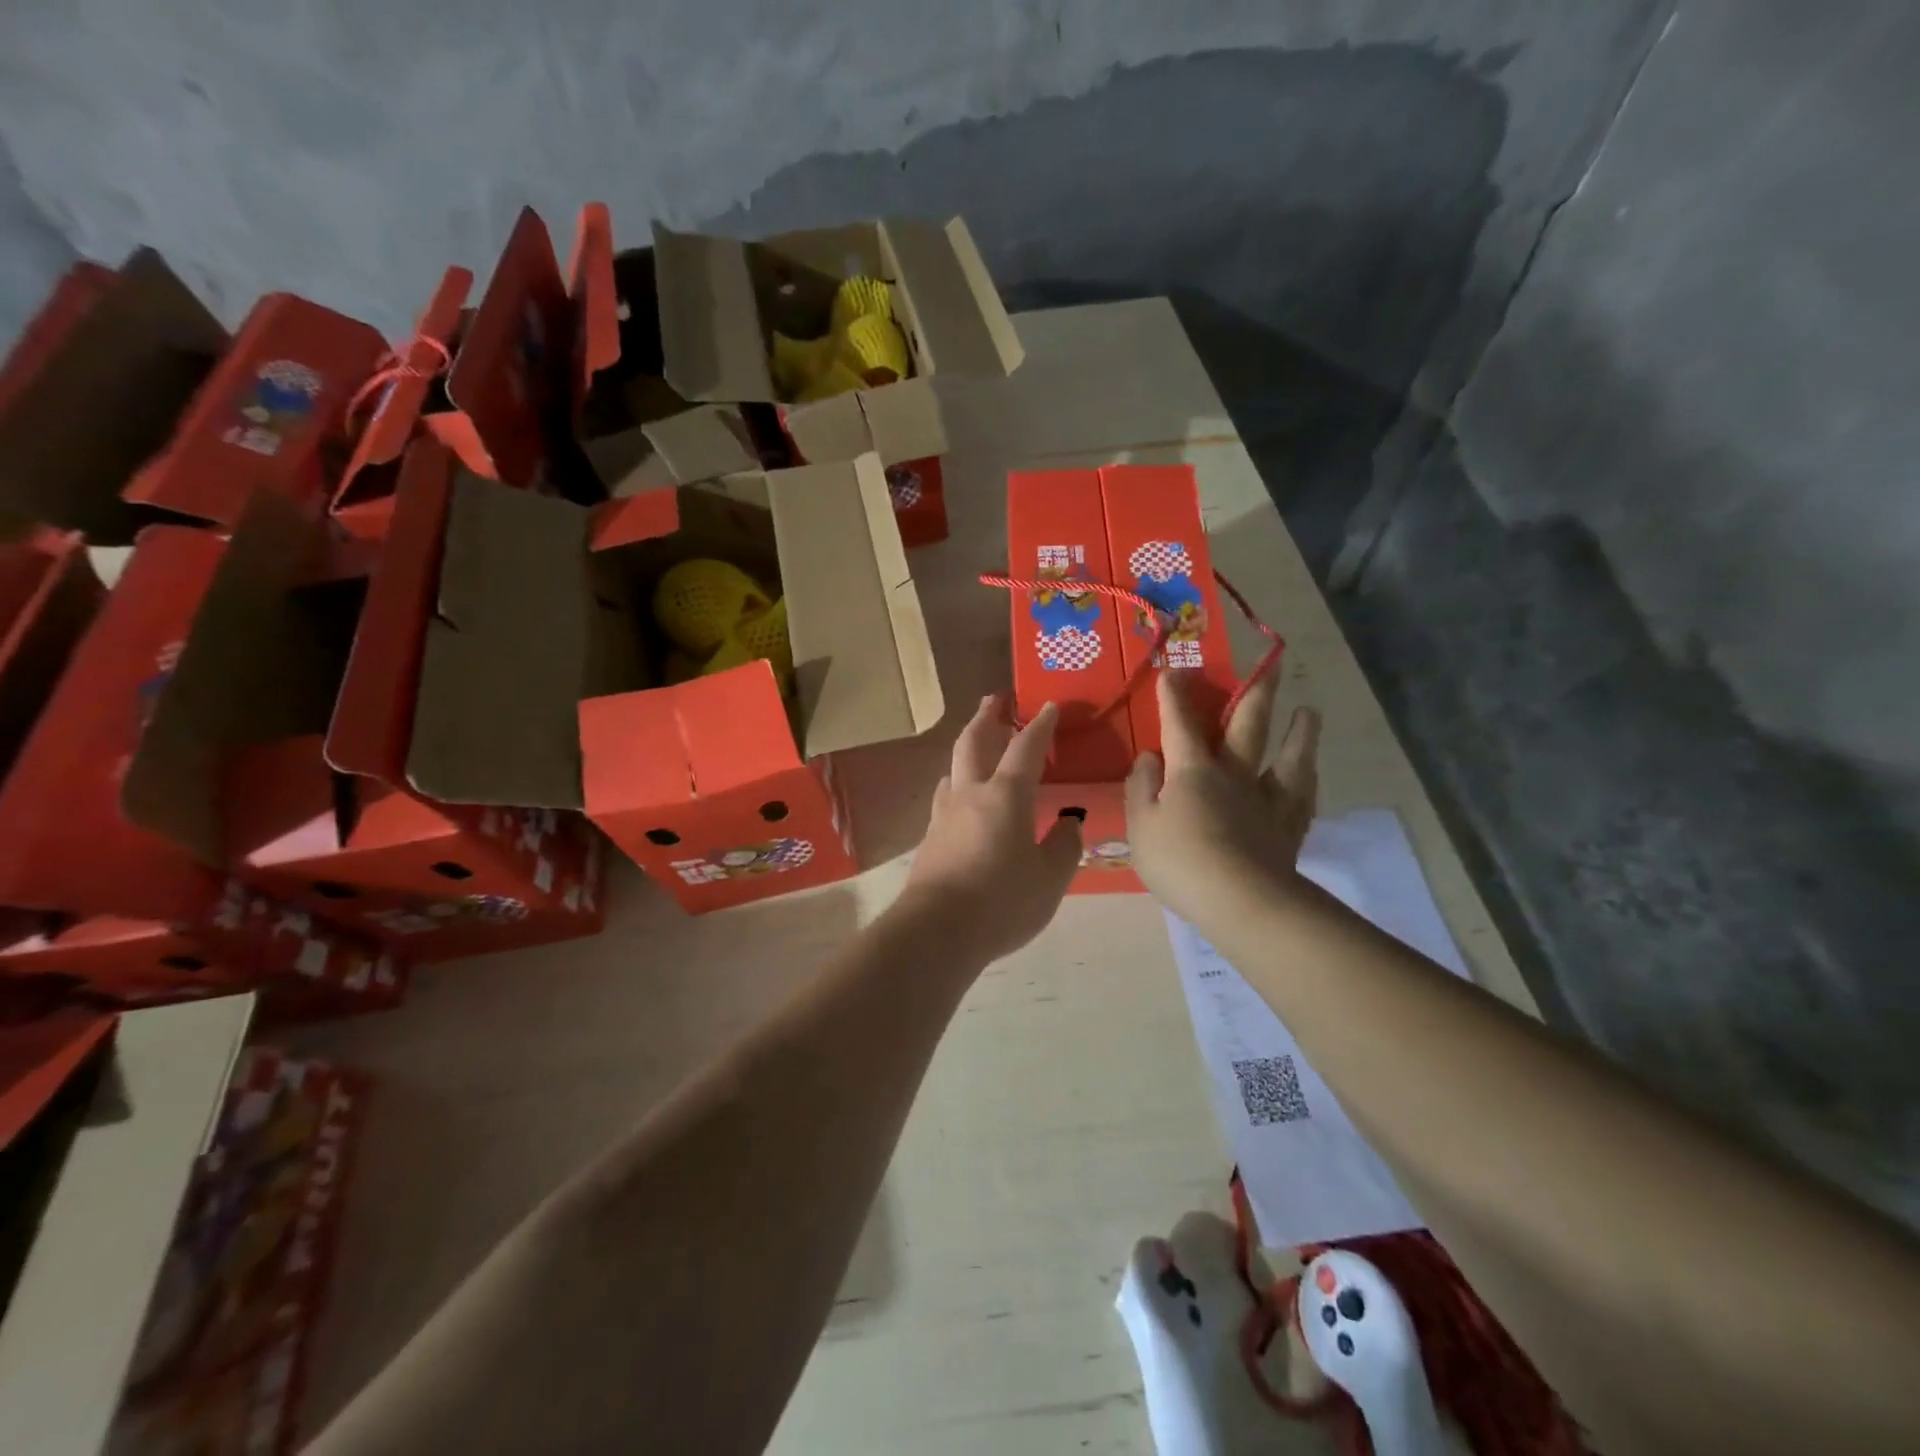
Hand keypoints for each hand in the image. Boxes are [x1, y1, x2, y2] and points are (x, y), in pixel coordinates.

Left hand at [899, 695, 1081, 961]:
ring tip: (976, 747)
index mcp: (1006, 795)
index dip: (1039, 726)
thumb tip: (1069, 822)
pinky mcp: (929, 838)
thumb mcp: (1050, 879)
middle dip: (986, 717)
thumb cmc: (1002, 901)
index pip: (1026, 748)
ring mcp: (944, 815)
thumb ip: (1064, 846)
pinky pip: (945, 796)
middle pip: (974, 743)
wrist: (936, 930)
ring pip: (953, 768)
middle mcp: (971, 794)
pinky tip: (961, 798)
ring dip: (967, 749)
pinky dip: (957, 783)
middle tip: (993, 699)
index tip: (1048, 707)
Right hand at [1125, 671, 1320, 924]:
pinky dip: (1308, 778)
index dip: (1175, 697)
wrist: (1241, 901)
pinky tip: (1311, 772)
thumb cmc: (1181, 862)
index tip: (1173, 671)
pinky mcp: (1288, 827)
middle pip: (1248, 726)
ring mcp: (1267, 799)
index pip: (1180, 725)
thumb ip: (1141, 787)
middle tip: (1271, 665)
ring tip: (1309, 712)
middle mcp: (1234, 774)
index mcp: (1193, 771)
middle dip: (1254, 693)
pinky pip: (1302, 796)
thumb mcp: (1141, 825)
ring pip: (1288, 757)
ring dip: (1299, 732)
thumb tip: (1150, 757)